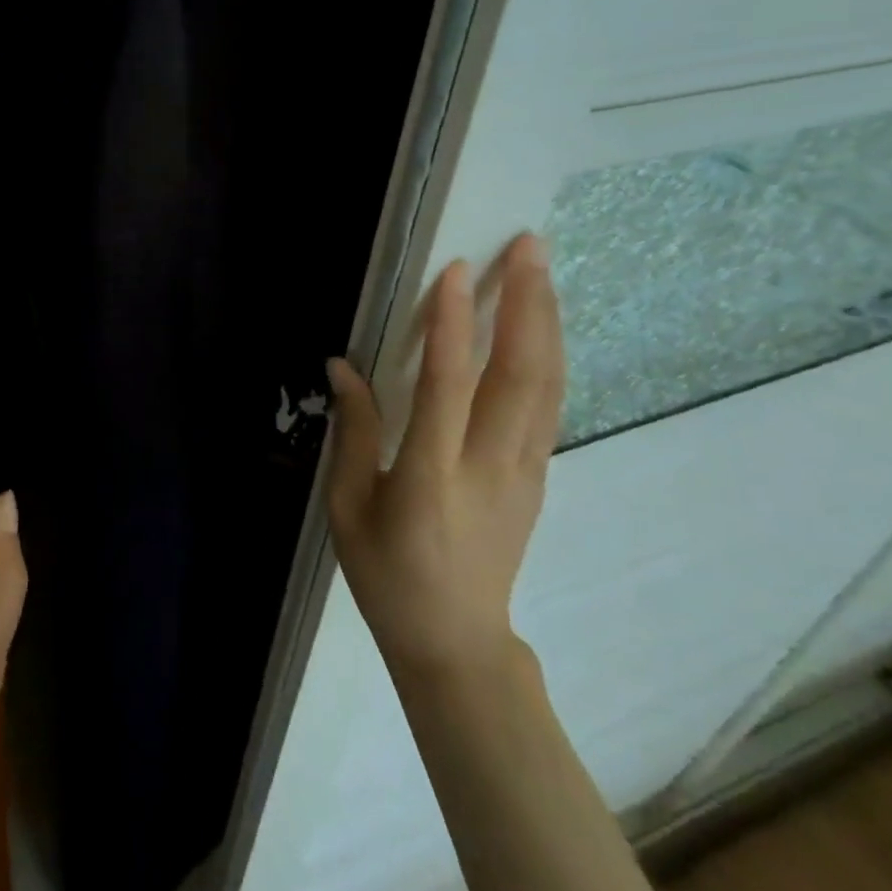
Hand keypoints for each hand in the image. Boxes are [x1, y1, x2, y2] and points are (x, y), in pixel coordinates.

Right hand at [327, 233, 564, 682]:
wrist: (456, 644)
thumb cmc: (387, 575)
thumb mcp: (347, 508)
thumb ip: (352, 432)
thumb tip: (342, 364)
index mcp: (431, 478)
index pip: (448, 389)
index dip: (452, 327)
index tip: (454, 271)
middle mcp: (489, 468)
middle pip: (519, 376)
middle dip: (526, 305)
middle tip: (528, 247)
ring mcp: (524, 473)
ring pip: (546, 386)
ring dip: (547, 322)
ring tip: (542, 270)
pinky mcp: (537, 478)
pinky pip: (547, 406)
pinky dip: (549, 357)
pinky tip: (543, 325)